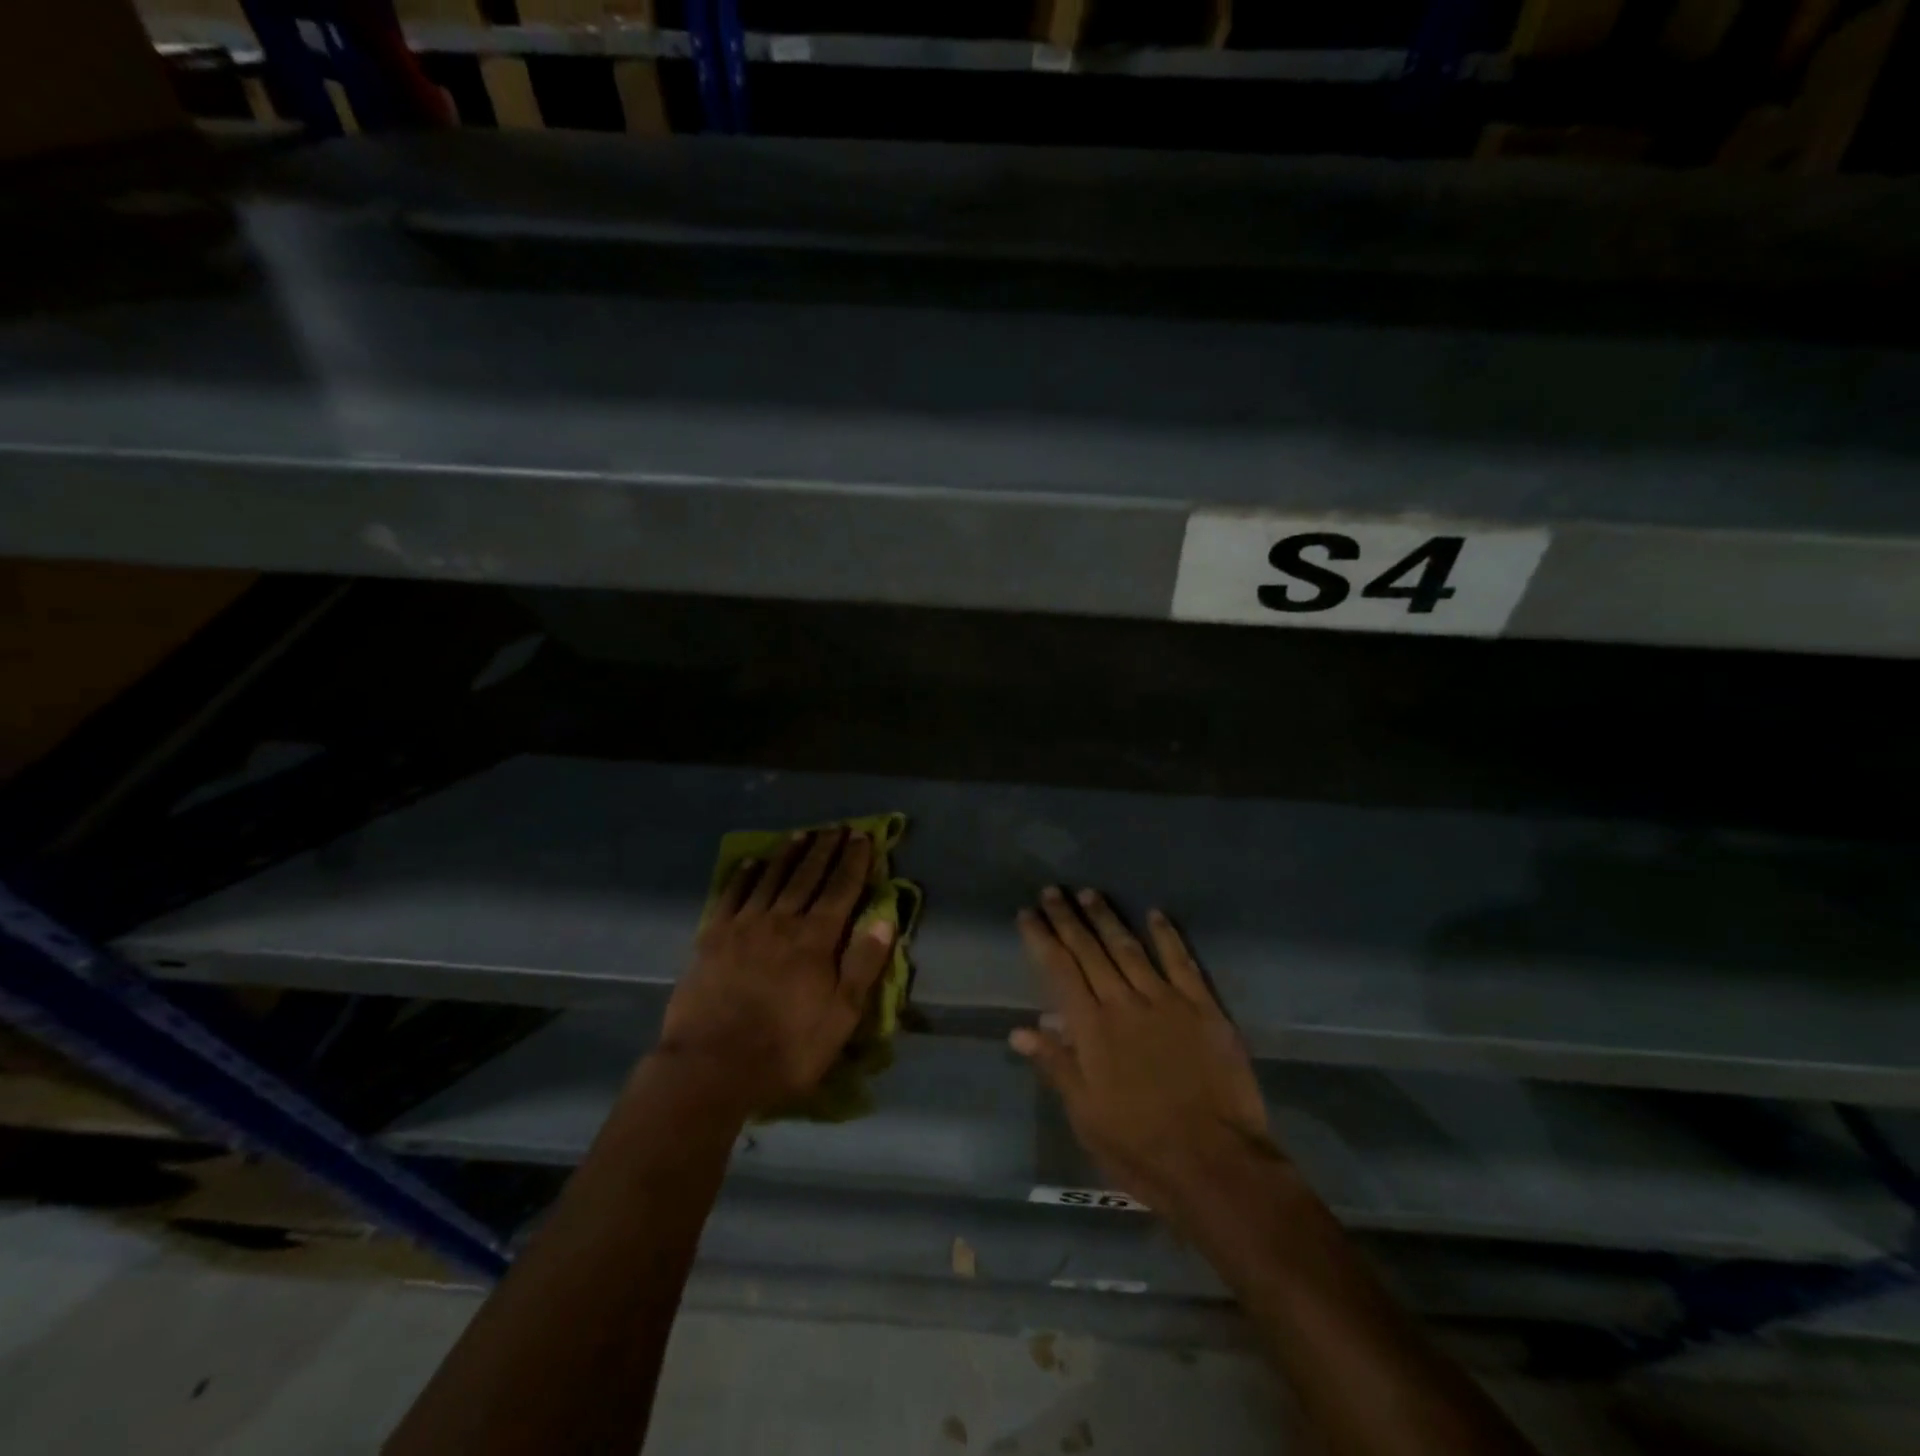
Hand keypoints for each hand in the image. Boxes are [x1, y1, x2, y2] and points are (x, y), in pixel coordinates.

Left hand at [658, 830, 894, 1112]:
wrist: (710, 1067)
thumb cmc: (785, 1048)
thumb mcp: (840, 1017)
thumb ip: (863, 965)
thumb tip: (883, 918)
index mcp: (816, 939)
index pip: (841, 889)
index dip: (854, 861)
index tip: (863, 837)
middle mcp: (782, 921)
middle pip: (808, 876)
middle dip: (825, 849)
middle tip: (837, 827)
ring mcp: (744, 926)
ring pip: (771, 879)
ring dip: (789, 854)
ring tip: (802, 834)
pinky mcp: (712, 938)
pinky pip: (732, 895)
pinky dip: (743, 876)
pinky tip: (750, 862)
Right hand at [1012, 888, 1277, 1222]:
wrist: (1215, 1164)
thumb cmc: (1140, 1147)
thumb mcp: (1086, 1115)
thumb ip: (1056, 1066)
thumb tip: (1020, 1030)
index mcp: (1091, 1029)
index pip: (1058, 970)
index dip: (1041, 939)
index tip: (1028, 914)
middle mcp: (1123, 1003)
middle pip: (1089, 951)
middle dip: (1068, 918)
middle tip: (1053, 891)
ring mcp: (1166, 1001)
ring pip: (1129, 948)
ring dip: (1107, 919)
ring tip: (1090, 893)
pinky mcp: (1203, 1008)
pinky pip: (1182, 962)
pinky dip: (1167, 936)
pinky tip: (1156, 913)